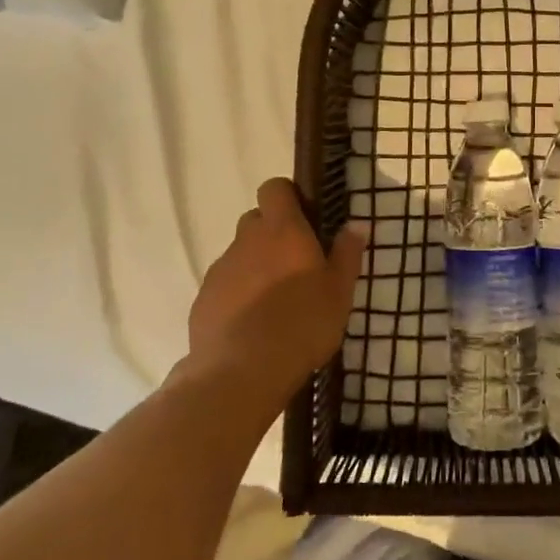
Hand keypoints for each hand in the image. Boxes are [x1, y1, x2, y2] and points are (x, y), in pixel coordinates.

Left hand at [184, 178, 368, 414]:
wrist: (241, 371)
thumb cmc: (302, 324)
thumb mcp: (340, 291)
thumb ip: (347, 253)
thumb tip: (356, 224)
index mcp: (283, 230)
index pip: (274, 188)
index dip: (287, 196)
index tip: (305, 217)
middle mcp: (247, 240)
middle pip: (256, 220)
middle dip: (273, 233)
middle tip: (295, 262)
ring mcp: (221, 269)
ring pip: (240, 254)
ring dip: (255, 265)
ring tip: (274, 300)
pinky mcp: (203, 299)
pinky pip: (224, 284)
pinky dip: (237, 294)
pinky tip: (251, 324)